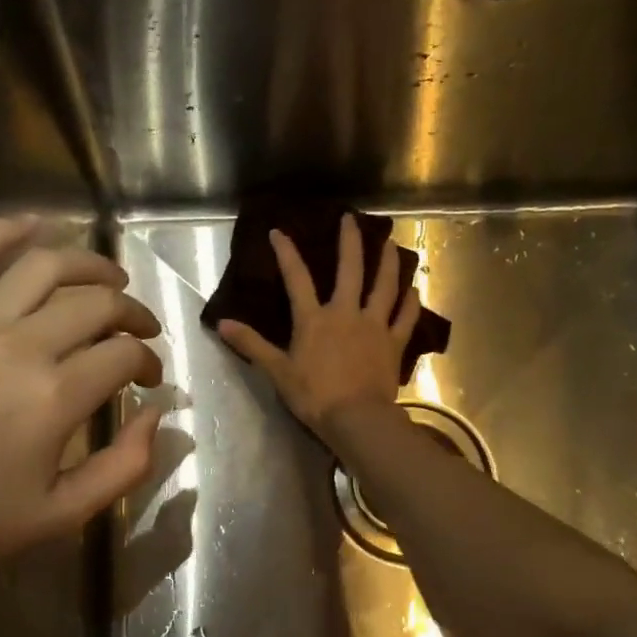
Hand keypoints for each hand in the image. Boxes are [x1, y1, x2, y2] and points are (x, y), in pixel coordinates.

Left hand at [0, 219, 162, 601]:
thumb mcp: (61, 515)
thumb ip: (124, 466)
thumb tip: (156, 413)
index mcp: (53, 398)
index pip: (122, 355)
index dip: (148, 362)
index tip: (148, 380)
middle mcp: (17, 346)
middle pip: (94, 303)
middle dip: (131, 312)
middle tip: (140, 330)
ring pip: (42, 265)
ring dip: (87, 262)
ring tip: (109, 276)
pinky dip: (4, 232)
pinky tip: (35, 226)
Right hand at [217, 213, 418, 435]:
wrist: (356, 418)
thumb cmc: (314, 396)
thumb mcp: (277, 371)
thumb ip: (252, 345)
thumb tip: (222, 324)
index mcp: (314, 319)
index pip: (297, 279)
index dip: (287, 254)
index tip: (279, 232)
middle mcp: (346, 313)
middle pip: (350, 270)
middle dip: (350, 242)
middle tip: (352, 218)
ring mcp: (374, 326)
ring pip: (384, 287)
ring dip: (387, 263)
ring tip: (390, 243)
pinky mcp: (393, 344)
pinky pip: (405, 318)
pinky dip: (410, 303)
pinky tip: (414, 290)